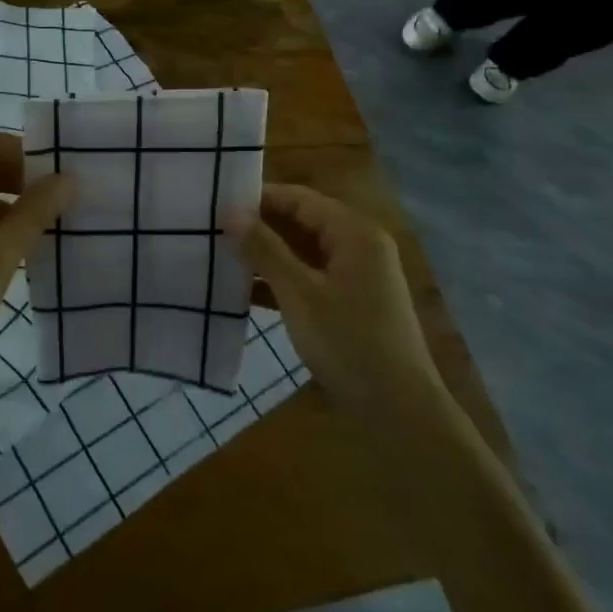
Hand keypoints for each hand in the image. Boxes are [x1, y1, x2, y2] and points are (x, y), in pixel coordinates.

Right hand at [232, 183, 440, 416]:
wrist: (399, 412)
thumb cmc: (349, 343)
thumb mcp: (299, 294)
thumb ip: (265, 250)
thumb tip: (230, 212)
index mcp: (354, 233)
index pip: (300, 199)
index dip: (259, 198)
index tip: (216, 203)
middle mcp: (359, 246)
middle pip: (302, 223)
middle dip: (260, 227)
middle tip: (213, 230)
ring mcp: (357, 276)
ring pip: (303, 252)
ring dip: (267, 255)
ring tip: (220, 257)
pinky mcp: (350, 303)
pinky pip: (310, 278)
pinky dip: (281, 281)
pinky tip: (245, 293)